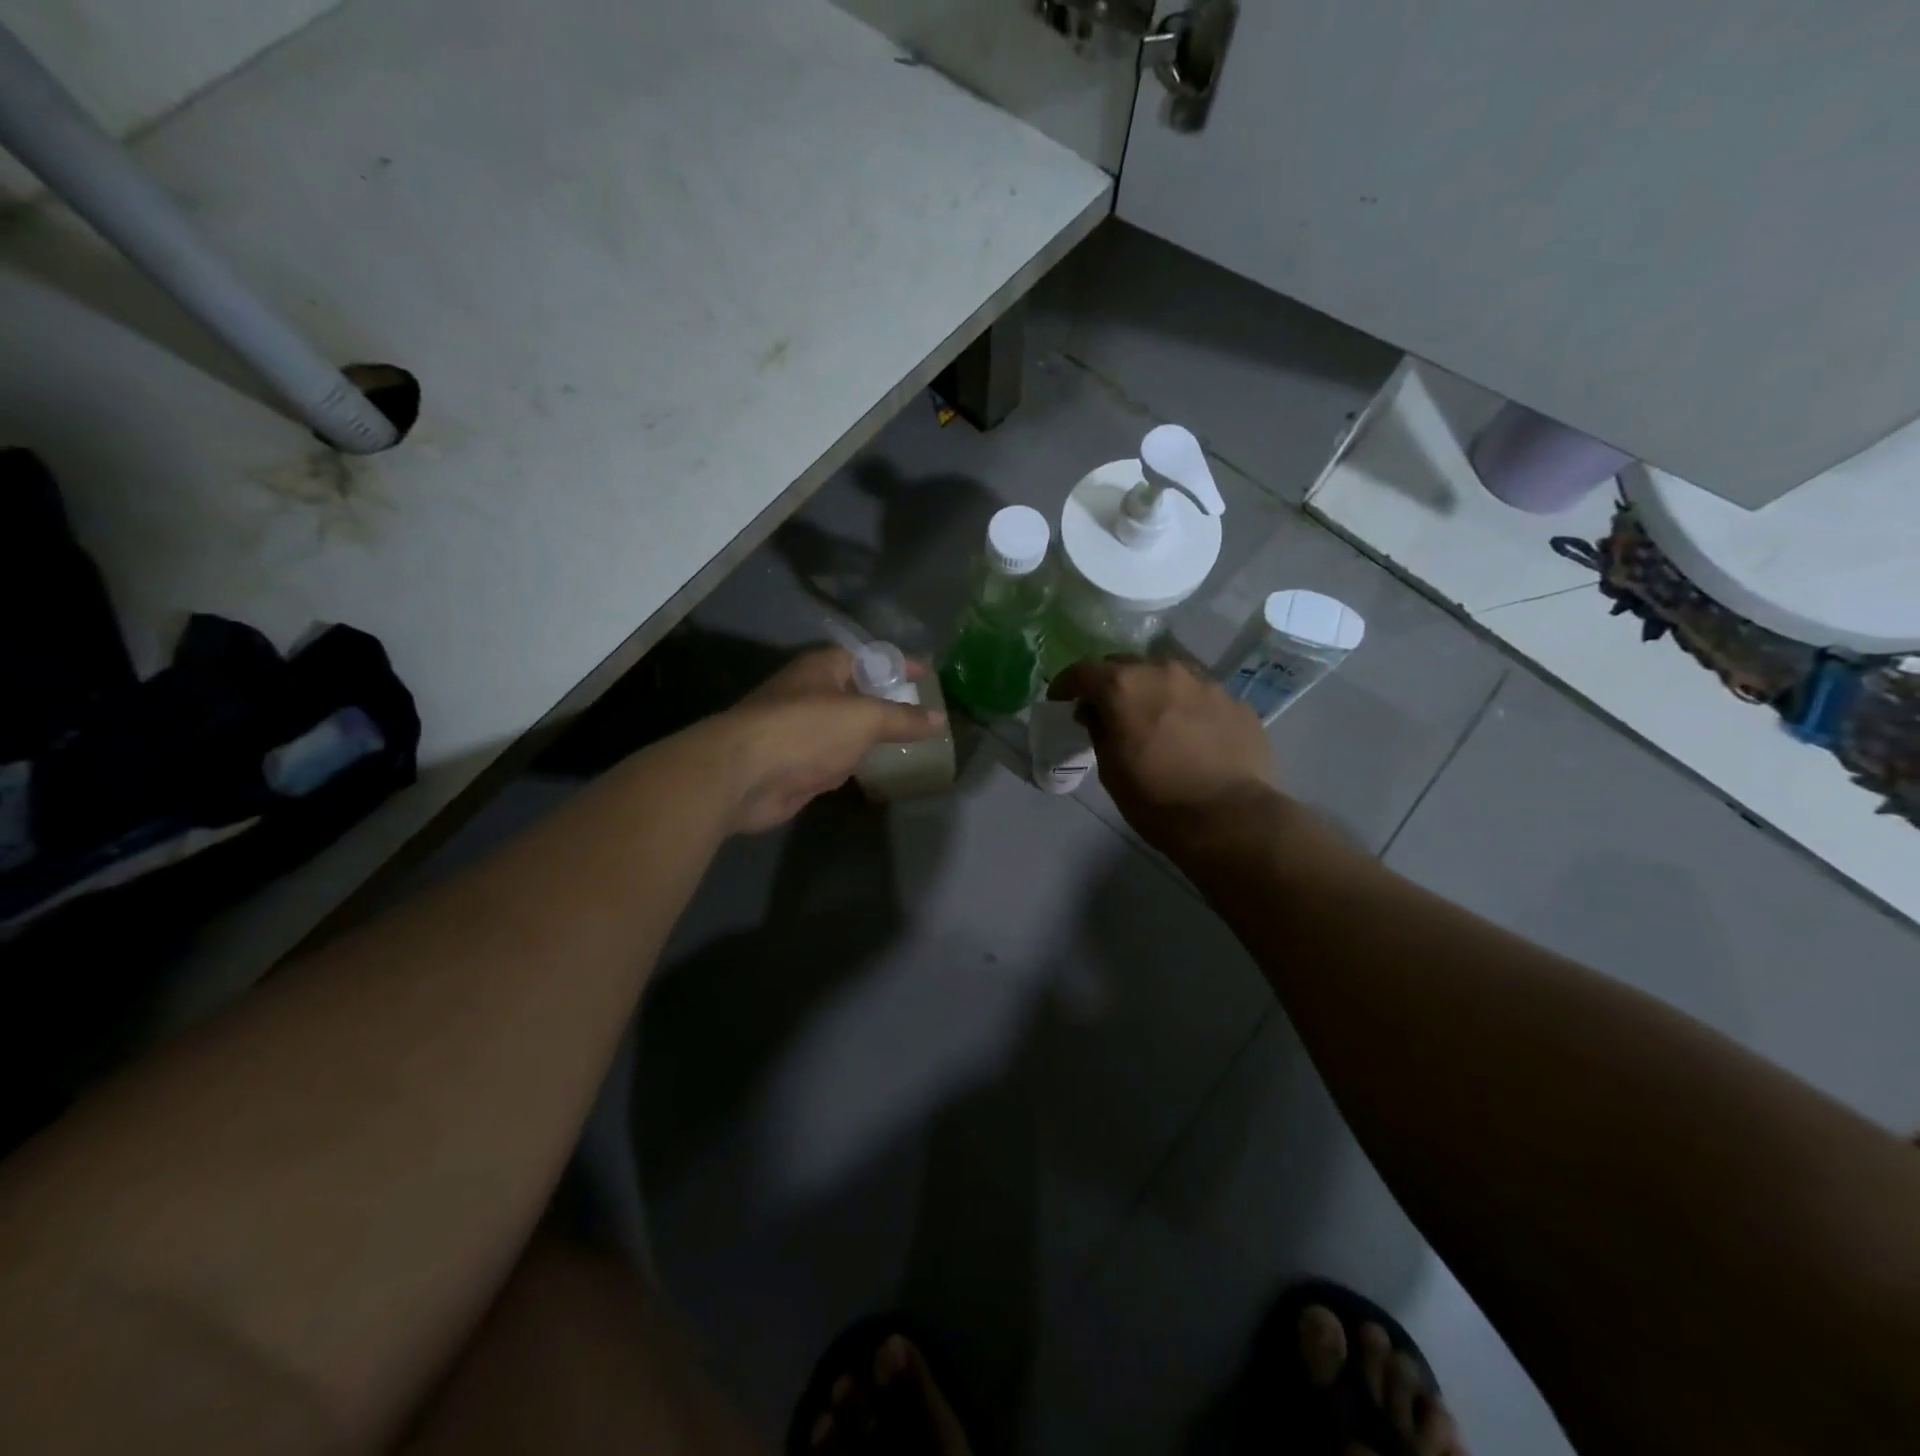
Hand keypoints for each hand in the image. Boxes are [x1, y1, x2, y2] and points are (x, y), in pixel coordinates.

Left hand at [711, 646, 946, 834]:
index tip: (927, 676)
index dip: (897, 665)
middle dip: (886, 703)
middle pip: (856, 694)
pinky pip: (832, 760)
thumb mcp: (864, 718)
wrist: (743, 776)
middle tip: (922, 714)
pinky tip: (872, 771)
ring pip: (844, 730)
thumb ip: (903, 719)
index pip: (868, 658)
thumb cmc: (806, 730)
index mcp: (822, 668)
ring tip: (907, 743)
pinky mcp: (795, 765)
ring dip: (869, 737)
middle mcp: (810, 694)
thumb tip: (939, 719)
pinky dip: (851, 764)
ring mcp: (800, 731)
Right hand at [1047, 657, 1277, 851]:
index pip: (1083, 672)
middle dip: (1111, 683)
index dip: (1066, 685)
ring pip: (1167, 675)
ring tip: (1152, 717)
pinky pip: (1200, 695)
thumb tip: (1096, 713)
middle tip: (1107, 709)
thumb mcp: (1110, 769)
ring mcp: (1205, 683)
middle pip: (1126, 664)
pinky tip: (1190, 734)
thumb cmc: (1155, 798)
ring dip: (1152, 690)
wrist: (1228, 818)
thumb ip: (1099, 730)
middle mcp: (1164, 672)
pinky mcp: (1235, 701)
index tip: (1060, 700)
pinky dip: (1187, 707)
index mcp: (1125, 686)